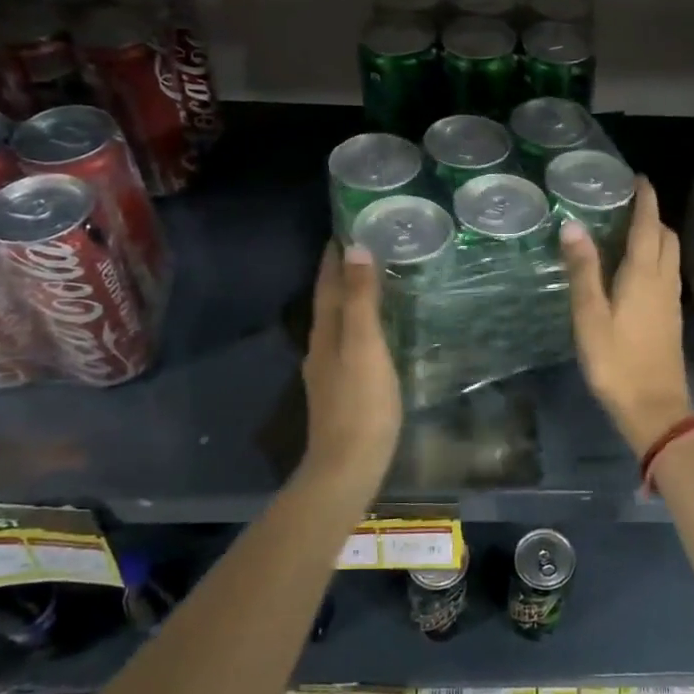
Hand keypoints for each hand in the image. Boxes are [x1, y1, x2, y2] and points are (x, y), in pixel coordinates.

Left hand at [296, 243, 401, 506]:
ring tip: (370, 283)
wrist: (348, 466)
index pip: (328, 285)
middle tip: (362, 248)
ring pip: (337, 324)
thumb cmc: (361, 403)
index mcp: (326, 332)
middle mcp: (322, 347)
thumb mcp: (365, 345)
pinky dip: (357, 327)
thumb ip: (360, 299)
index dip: (334, 257)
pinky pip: (348, 345)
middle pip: (329, 302)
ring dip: (349, 300)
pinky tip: (371, 335)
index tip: (344, 227)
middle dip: (341, 274)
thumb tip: (354, 249)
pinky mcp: (342, 392)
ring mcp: (329, 372)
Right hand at [559, 178, 693, 455]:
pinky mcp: (671, 318)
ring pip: (670, 255)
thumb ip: (583, 270)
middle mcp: (663, 281)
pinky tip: (637, 270)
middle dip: (652, 215)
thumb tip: (573, 226)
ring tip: (630, 231)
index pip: (648, 225)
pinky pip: (667, 273)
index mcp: (643, 274)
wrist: (654, 408)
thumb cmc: (616, 362)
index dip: (645, 199)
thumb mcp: (590, 316)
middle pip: (666, 237)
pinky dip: (656, 258)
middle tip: (627, 205)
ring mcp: (671, 301)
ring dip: (656, 236)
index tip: (638, 178)